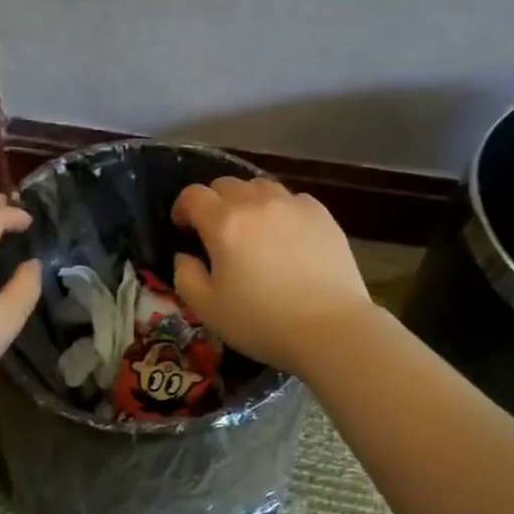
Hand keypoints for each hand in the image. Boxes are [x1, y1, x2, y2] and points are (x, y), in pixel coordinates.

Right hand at [171, 177, 373, 374]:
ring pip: (260, 187)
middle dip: (214, 202)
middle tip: (216, 230)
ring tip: (251, 227)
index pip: (193, 195)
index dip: (182, 207)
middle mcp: (257, 204)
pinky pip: (292, 199)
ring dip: (247, 200)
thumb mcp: (208, 309)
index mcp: (224, 224)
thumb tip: (184, 256)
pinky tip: (285, 234)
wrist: (331, 328)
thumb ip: (186, 277)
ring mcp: (293, 205)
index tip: (183, 227)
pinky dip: (280, 209)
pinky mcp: (322, 215)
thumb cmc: (262, 322)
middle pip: (226, 184)